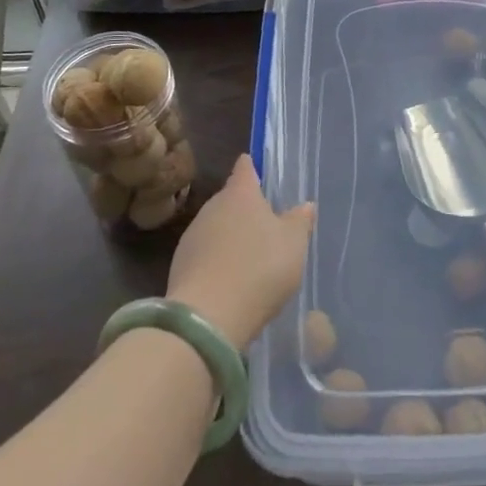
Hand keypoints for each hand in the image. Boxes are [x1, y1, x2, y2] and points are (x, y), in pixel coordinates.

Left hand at [167, 155, 315, 348]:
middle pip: (230, 200)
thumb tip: (305, 205)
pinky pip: (205, 255)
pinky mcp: (180, 266)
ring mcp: (192, 236)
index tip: (257, 169)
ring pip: (216, 227)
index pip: (245, 169)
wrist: (207, 318)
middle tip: (264, 224)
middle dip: (244, 209)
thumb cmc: (259, 268)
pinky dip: (217, 261)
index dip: (252, 168)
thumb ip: (300, 221)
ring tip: (249, 257)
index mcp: (240, 194)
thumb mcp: (293, 244)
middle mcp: (212, 207)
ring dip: (230, 236)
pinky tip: (230, 280)